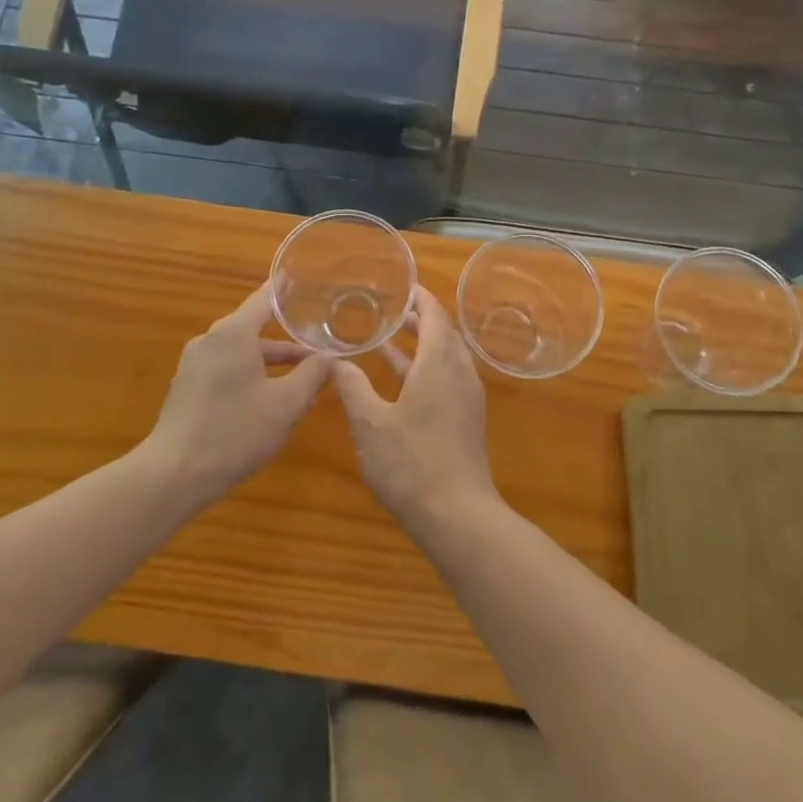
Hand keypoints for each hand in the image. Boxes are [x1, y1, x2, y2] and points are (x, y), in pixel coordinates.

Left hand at [146, 283, 334, 505]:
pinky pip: (225, 371)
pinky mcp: (186, 390)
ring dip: (270, 364)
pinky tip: (268, 401)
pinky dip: (250, 376)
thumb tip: (330, 357)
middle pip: (254, 330)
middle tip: (317, 344)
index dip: (284, 290)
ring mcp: (194, 366)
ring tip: (301, 380)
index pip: (263, 300)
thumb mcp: (286, 404)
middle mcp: (210, 341)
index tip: (298, 277)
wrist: (173, 475)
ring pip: (241, 354)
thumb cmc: (235, 430)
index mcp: (233, 334)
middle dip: (287, 341)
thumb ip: (312, 375)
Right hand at [331, 287, 501, 533]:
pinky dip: (426, 368)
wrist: (457, 515)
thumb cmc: (411, 463)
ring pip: (446, 356)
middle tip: (389, 308)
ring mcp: (467, 397)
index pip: (435, 314)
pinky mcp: (466, 418)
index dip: (419, 297)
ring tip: (390, 336)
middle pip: (444, 332)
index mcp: (440, 364)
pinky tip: (400, 381)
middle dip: (419, 318)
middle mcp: (460, 373)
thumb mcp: (370, 423)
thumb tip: (335, 360)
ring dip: (422, 343)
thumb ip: (352, 387)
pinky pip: (448, 377)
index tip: (399, 286)